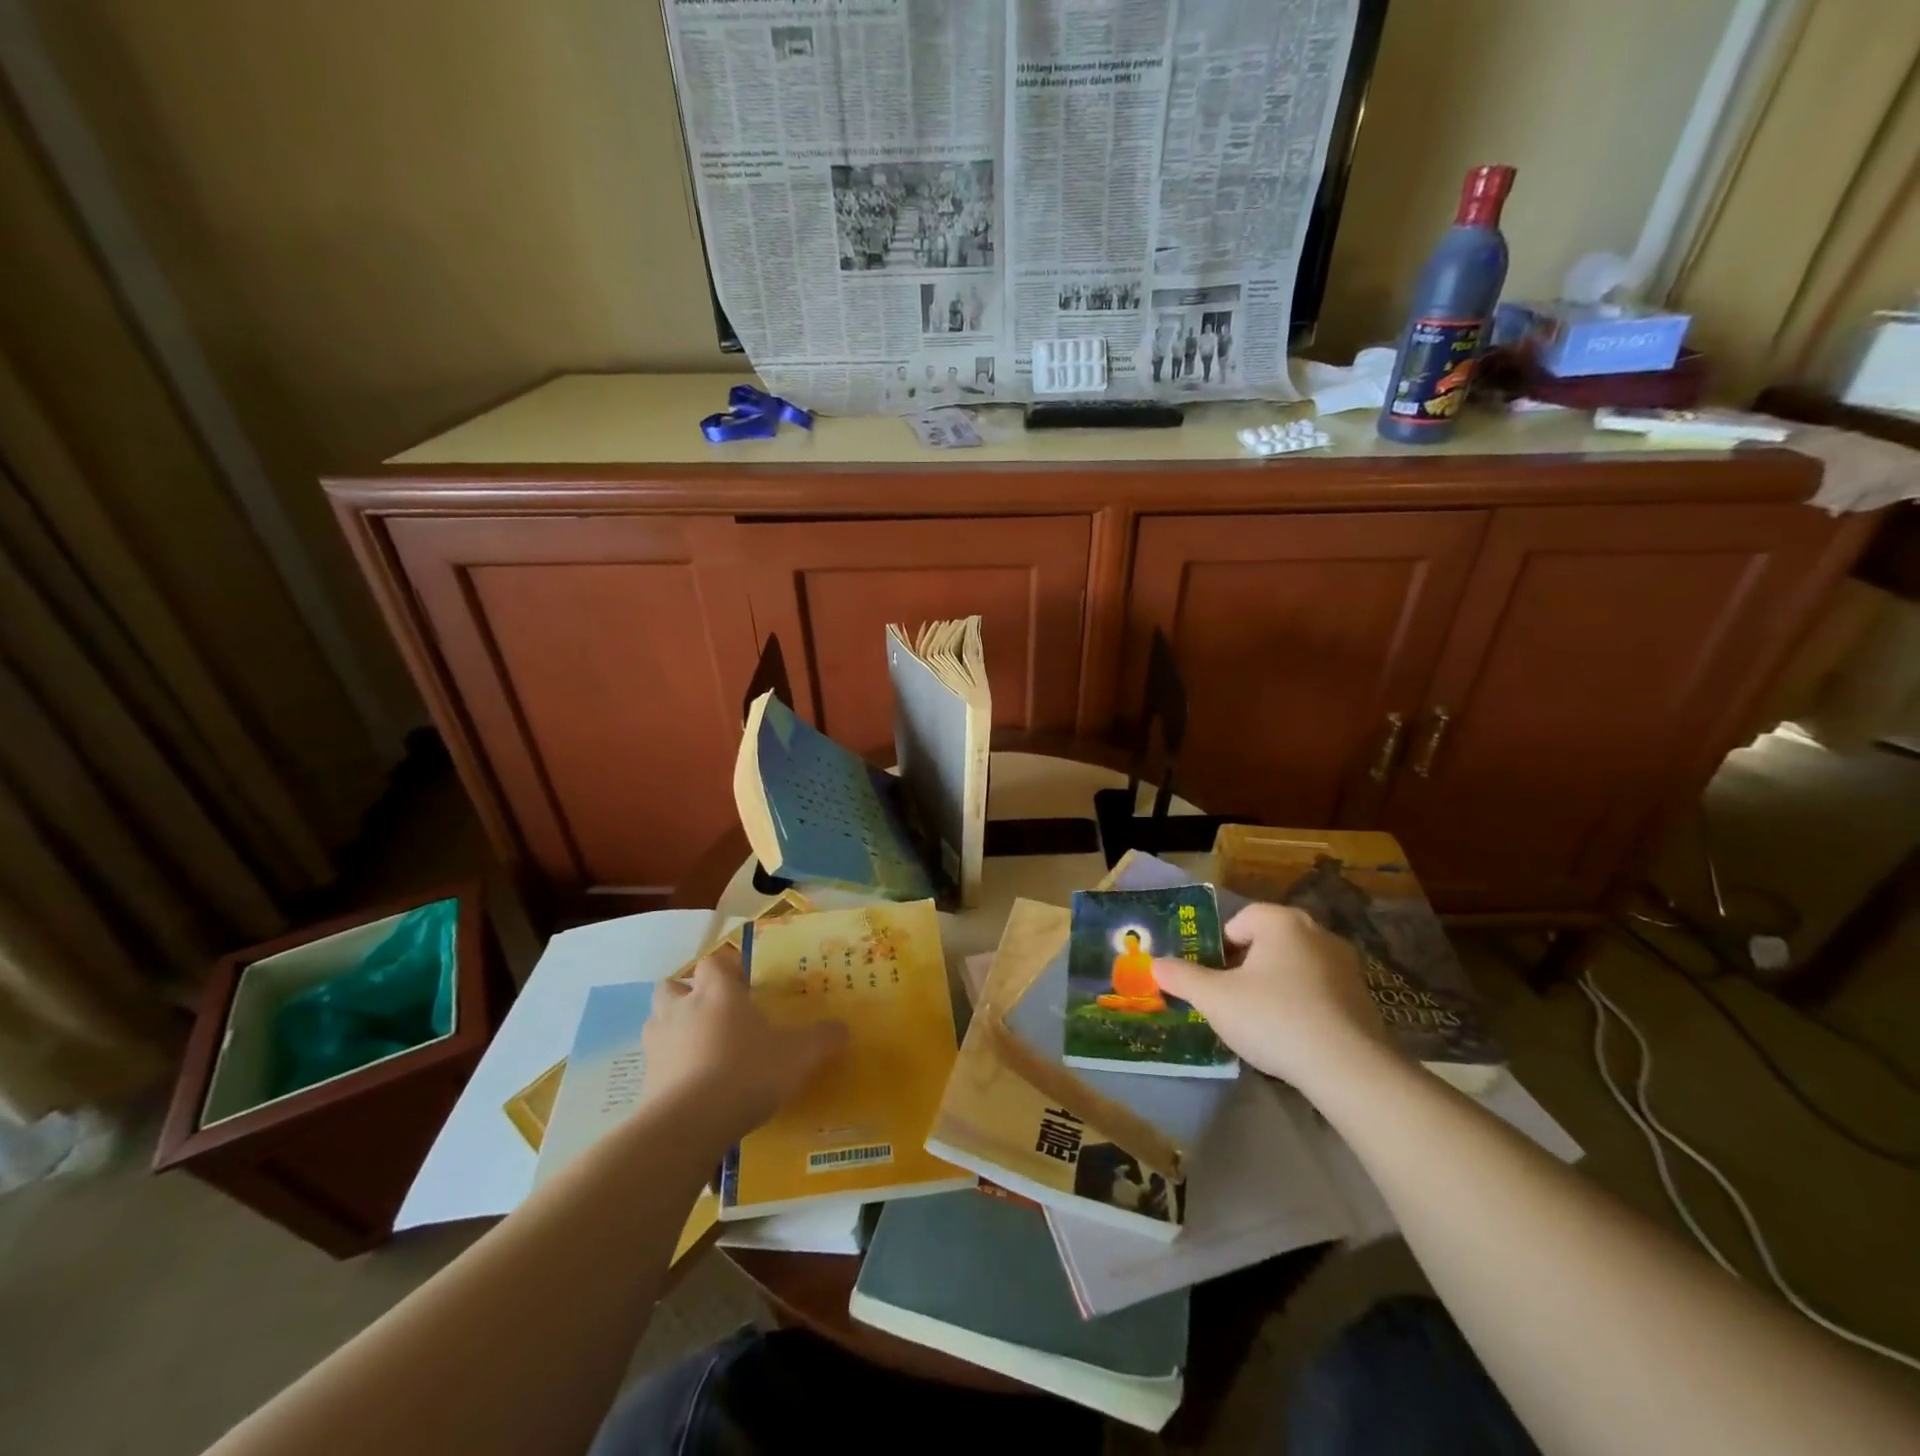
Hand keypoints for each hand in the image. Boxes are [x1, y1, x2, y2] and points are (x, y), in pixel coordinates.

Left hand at [638, 947, 847, 1138]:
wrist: (689, 1125)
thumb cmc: (746, 1072)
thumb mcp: (797, 1055)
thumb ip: (821, 1039)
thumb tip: (843, 1029)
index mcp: (718, 993)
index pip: (714, 963)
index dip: (726, 969)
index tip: (744, 985)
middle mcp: (683, 1009)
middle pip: (672, 986)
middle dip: (687, 994)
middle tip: (713, 1012)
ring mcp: (658, 1044)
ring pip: (657, 1021)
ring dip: (673, 1027)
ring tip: (698, 1047)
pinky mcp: (645, 1080)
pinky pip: (655, 1063)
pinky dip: (669, 1067)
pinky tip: (690, 1086)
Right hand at [1151, 903, 1394, 1091]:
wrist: (1349, 1069)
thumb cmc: (1274, 1019)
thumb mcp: (1214, 999)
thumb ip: (1182, 977)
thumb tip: (1156, 964)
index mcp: (1281, 922)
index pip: (1239, 921)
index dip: (1218, 948)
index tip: (1212, 979)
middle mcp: (1317, 932)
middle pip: (1267, 942)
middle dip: (1246, 967)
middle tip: (1230, 999)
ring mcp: (1346, 965)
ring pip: (1294, 966)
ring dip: (1274, 985)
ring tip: (1260, 1021)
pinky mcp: (1363, 997)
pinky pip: (1319, 991)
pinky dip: (1302, 1004)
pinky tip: (1293, 1036)